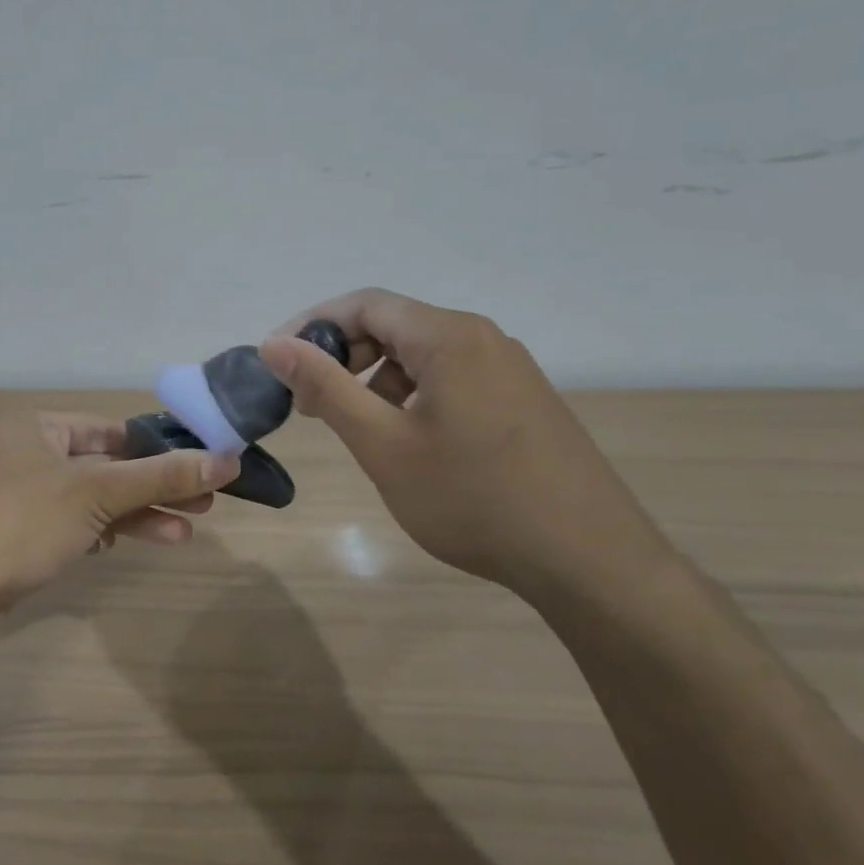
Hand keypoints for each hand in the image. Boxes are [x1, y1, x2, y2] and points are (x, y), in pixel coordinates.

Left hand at [0, 410, 239, 607]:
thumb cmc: (21, 521)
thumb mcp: (97, 493)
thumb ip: (160, 477)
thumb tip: (226, 460)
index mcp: (34, 425)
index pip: (109, 429)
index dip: (156, 447)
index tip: (198, 464)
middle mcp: (22, 452)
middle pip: (103, 466)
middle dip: (152, 487)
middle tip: (204, 503)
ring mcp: (14, 495)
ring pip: (87, 499)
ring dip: (133, 516)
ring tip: (183, 534)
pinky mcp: (10, 534)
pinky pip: (66, 523)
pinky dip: (97, 532)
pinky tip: (123, 546)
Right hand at [260, 289, 680, 602]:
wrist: (589, 560)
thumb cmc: (473, 499)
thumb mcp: (384, 445)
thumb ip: (326, 388)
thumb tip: (274, 344)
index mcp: (448, 336)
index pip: (364, 304)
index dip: (312, 326)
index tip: (277, 364)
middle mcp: (482, 338)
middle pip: (394, 325)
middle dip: (343, 356)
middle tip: (309, 405)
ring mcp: (509, 368)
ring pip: (423, 354)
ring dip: (376, 379)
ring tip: (356, 427)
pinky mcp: (523, 399)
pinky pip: (453, 377)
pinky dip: (413, 395)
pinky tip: (408, 440)